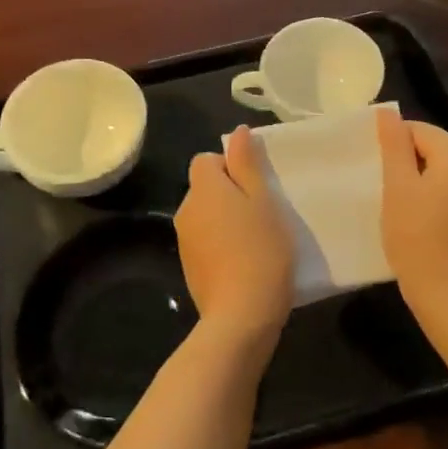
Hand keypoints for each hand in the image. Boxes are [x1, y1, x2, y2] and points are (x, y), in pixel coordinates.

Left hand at [175, 126, 295, 345]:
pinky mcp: (189, 267)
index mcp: (203, 188)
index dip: (231, 166)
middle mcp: (186, 209)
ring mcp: (184, 241)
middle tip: (263, 213)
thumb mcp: (263, 200)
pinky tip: (244, 262)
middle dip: (230, 193)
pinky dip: (221, 244)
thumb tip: (237, 132)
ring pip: (206, 215)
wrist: (241, 316)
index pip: (206, 159)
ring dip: (226, 220)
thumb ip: (247, 163)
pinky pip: (205, 241)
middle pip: (206, 187)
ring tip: (256, 240)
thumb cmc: (260, 249)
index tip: (256, 187)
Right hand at [377, 109, 447, 331]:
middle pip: (437, 149)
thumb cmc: (417, 238)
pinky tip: (422, 218)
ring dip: (423, 180)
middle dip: (410, 162)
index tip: (376, 167)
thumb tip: (388, 113)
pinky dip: (438, 196)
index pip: (421, 131)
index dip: (395, 144)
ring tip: (401, 204)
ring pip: (447, 171)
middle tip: (385, 187)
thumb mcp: (398, 187)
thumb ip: (394, 145)